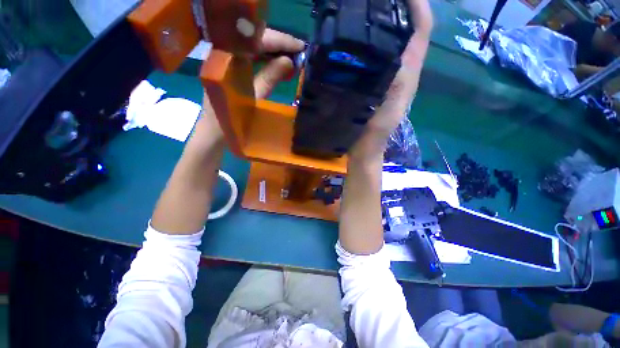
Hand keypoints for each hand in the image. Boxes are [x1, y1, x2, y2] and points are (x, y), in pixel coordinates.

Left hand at [191, 29, 304, 148]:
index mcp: (229, 57)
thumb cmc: (234, 118)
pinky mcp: (231, 69)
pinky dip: (267, 60)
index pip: (258, 39)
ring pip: (255, 48)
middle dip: (280, 45)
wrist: (215, 132)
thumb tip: (289, 61)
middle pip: (256, 40)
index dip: (281, 41)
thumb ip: (270, 77)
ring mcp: (228, 60)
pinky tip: (280, 65)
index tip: (301, 46)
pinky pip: (252, 58)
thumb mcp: (255, 97)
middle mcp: (226, 52)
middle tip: (300, 52)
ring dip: (274, 52)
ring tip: (293, 59)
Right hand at [349, 0, 432, 161]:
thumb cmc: (376, 130)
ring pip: (392, 41)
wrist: (366, 146)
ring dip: (385, 22)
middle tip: (378, 0)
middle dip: (401, 8)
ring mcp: (387, 76)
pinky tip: (357, 38)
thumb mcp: (389, 105)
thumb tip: (393, 47)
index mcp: (409, 72)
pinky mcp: (374, 83)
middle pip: (408, 30)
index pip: (421, 28)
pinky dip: (370, 42)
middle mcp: (402, 69)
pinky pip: (376, 56)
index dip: (417, 5)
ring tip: (368, 10)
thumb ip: (395, 78)